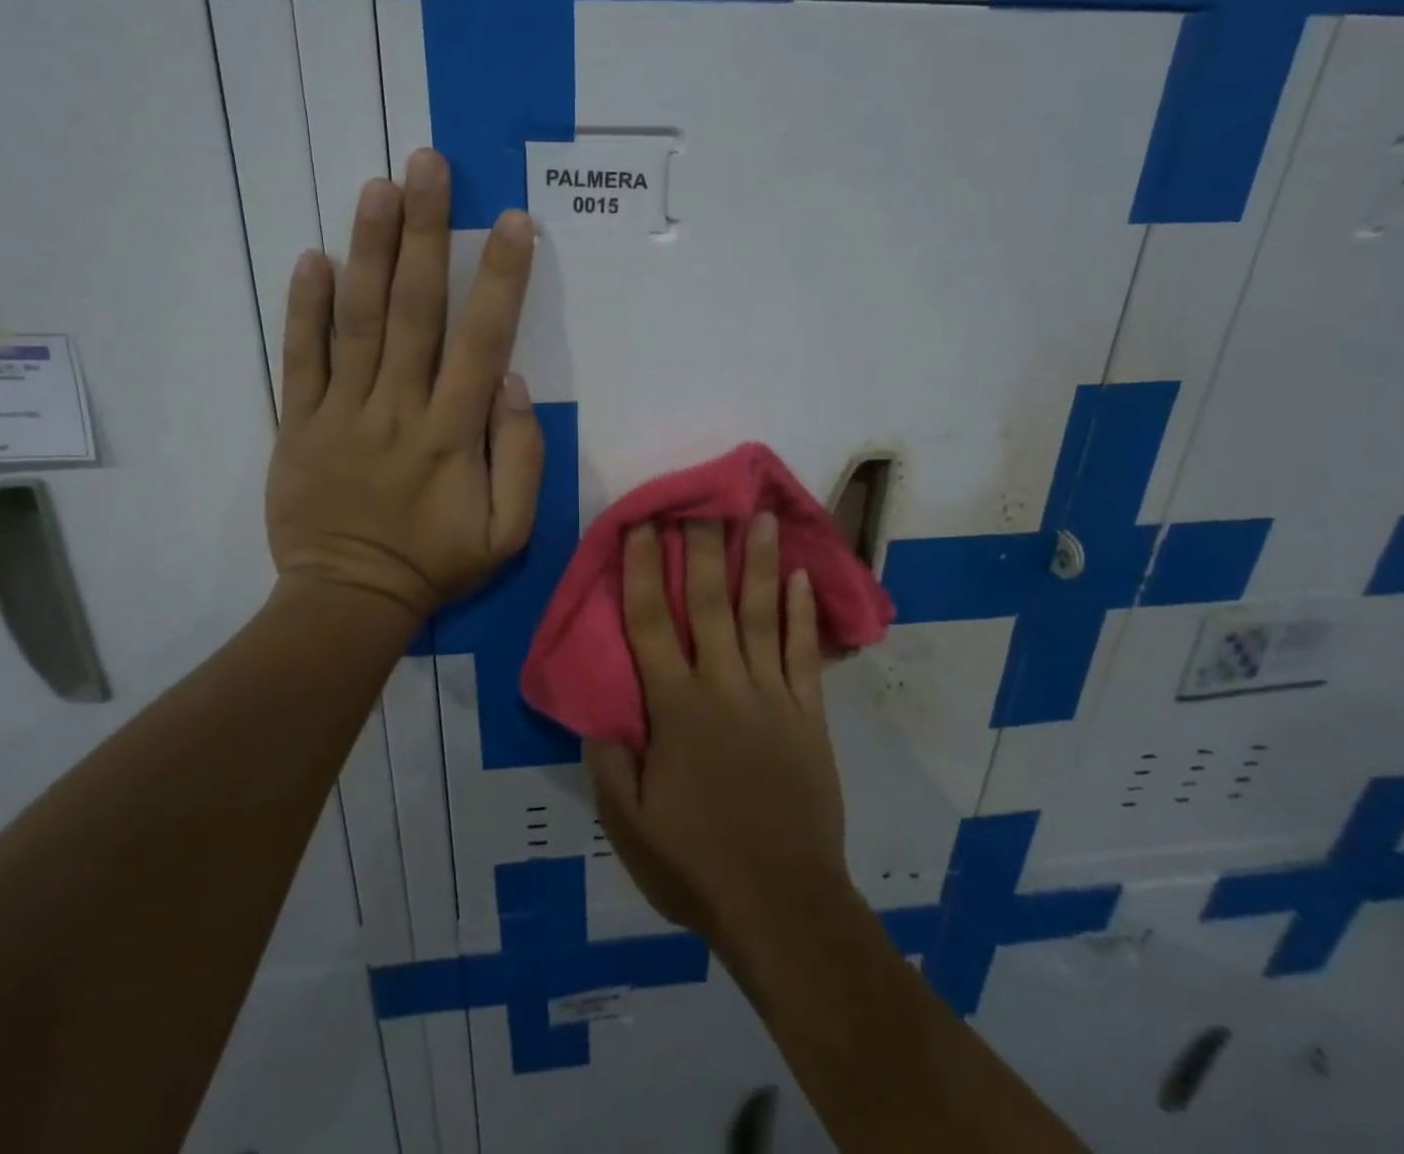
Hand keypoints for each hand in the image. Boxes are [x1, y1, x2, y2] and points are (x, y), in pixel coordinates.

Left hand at [265, 149, 542, 622]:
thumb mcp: (507, 533)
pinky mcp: (297, 423)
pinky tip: (313, 256)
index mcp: (452, 435)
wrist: (347, 599)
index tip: (511, 222)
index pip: (480, 342)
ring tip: (377, 186)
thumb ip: (521, 459)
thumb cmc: (435, 563)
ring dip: (369, 250)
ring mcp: (340, 412)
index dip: (499, 279)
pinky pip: (299, 358)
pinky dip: (304, 307)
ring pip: (357, 320)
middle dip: (424, 233)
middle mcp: (397, 409)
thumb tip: (511, 383)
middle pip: (413, 310)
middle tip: (427, 165)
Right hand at [585, 515, 851, 950]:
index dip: (643, 570)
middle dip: (702, 547)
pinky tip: (802, 579)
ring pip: (763, 616)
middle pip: (711, 603)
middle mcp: (723, 686)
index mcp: (675, 708)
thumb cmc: (696, 863)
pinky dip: (802, 615)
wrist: (782, 903)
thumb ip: (607, 758)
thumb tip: (595, 706)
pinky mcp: (808, 716)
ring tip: (760, 517)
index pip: (651, 623)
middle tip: (702, 499)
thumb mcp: (627, 823)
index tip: (642, 526)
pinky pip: (804, 655)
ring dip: (761, 563)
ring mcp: (772, 697)